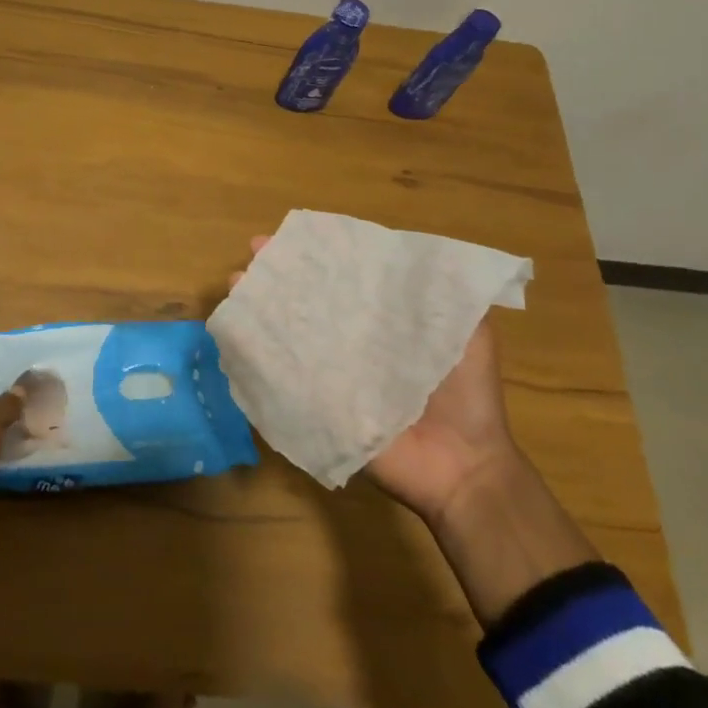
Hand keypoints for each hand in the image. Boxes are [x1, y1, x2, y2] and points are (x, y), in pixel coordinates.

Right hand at [232, 236, 518, 523]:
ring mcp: (333, 375)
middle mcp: (352, 342)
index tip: (288, 238)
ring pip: (291, 334)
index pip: (343, 280)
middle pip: (309, 302)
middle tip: (252, 260)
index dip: (316, 257)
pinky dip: (262, 358)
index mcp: (383, 322)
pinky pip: (286, 378)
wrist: (465, 469)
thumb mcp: (470, 334)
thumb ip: (449, 296)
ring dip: (262, 310)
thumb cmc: (468, 398)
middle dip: (278, 278)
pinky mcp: (320, 407)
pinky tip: (240, 337)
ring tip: (236, 287)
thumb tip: (415, 250)